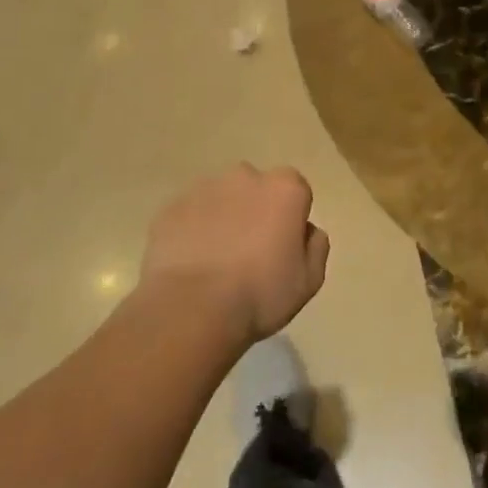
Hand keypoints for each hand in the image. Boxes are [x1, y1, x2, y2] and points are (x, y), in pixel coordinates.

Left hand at [138, 164, 328, 344]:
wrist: (191, 310)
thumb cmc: (260, 294)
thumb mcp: (309, 280)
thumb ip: (316, 246)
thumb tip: (307, 231)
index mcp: (285, 188)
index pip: (296, 191)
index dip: (291, 219)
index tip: (282, 247)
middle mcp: (246, 176)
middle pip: (257, 188)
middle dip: (256, 211)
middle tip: (249, 252)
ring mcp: (204, 189)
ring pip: (221, 198)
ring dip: (223, 218)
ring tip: (216, 260)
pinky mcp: (171, 208)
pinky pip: (190, 214)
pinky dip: (192, 230)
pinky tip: (191, 264)